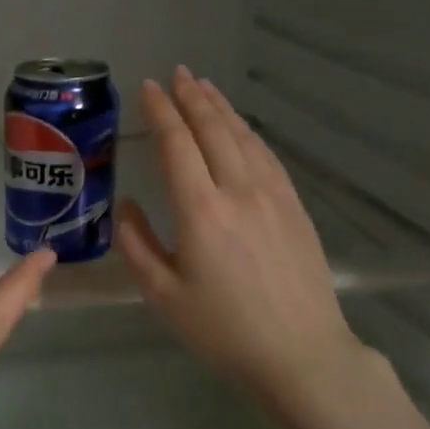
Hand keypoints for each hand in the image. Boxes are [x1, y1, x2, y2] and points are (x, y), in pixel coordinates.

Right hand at [119, 68, 362, 406]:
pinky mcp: (294, 208)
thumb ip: (137, 246)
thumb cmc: (223, 330)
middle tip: (175, 73)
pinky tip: (240, 127)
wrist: (302, 355)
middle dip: (191, 98)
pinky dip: (248, 132)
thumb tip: (127, 207)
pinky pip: (267, 156)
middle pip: (213, 130)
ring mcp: (273, 196)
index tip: (148, 88)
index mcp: (200, 211)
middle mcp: (238, 191)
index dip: (160, 112)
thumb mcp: (163, 296)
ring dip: (221, 108)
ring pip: (243, 137)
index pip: (176, 145)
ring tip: (203, 86)